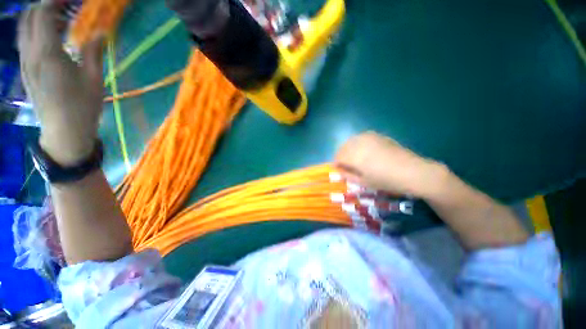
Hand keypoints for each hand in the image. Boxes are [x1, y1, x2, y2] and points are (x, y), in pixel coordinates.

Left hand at [18, 0, 103, 165]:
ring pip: (24, 28)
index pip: (43, 14)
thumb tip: (100, 33)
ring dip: (39, 17)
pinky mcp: (25, 70)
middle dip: (45, 5)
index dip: (55, 1)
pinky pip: (25, 41)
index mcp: (47, 54)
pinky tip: (51, 36)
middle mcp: (30, 54)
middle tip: (65, 6)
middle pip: (29, 17)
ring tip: (60, 20)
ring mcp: (25, 63)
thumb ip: (94, 52)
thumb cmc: (82, 107)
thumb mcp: (94, 79)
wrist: (63, 132)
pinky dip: (36, 31)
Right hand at [334, 132, 447, 197]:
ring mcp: (369, 137)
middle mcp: (359, 144)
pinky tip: (364, 150)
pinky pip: (361, 137)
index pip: (338, 157)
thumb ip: (348, 176)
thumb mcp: (364, 183)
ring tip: (354, 157)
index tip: (339, 169)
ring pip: (351, 140)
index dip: (336, 164)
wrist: (413, 172)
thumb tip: (339, 171)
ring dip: (348, 148)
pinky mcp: (378, 135)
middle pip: (343, 147)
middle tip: (345, 164)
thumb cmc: (387, 181)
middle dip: (341, 155)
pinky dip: (357, 143)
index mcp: (355, 157)